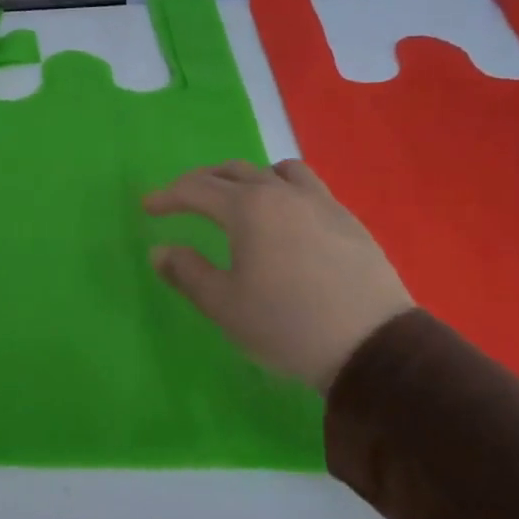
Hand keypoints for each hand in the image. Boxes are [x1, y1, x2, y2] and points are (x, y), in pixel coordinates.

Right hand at [144, 160, 413, 392]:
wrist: (370, 346)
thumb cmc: (285, 325)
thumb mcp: (223, 305)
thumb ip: (186, 272)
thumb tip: (160, 251)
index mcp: (248, 209)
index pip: (196, 189)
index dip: (167, 196)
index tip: (148, 207)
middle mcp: (283, 194)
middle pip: (234, 171)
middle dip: (201, 182)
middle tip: (182, 200)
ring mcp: (321, 203)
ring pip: (276, 171)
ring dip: (246, 178)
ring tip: (235, 200)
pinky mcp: (347, 220)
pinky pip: (307, 187)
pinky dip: (281, 189)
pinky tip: (282, 218)